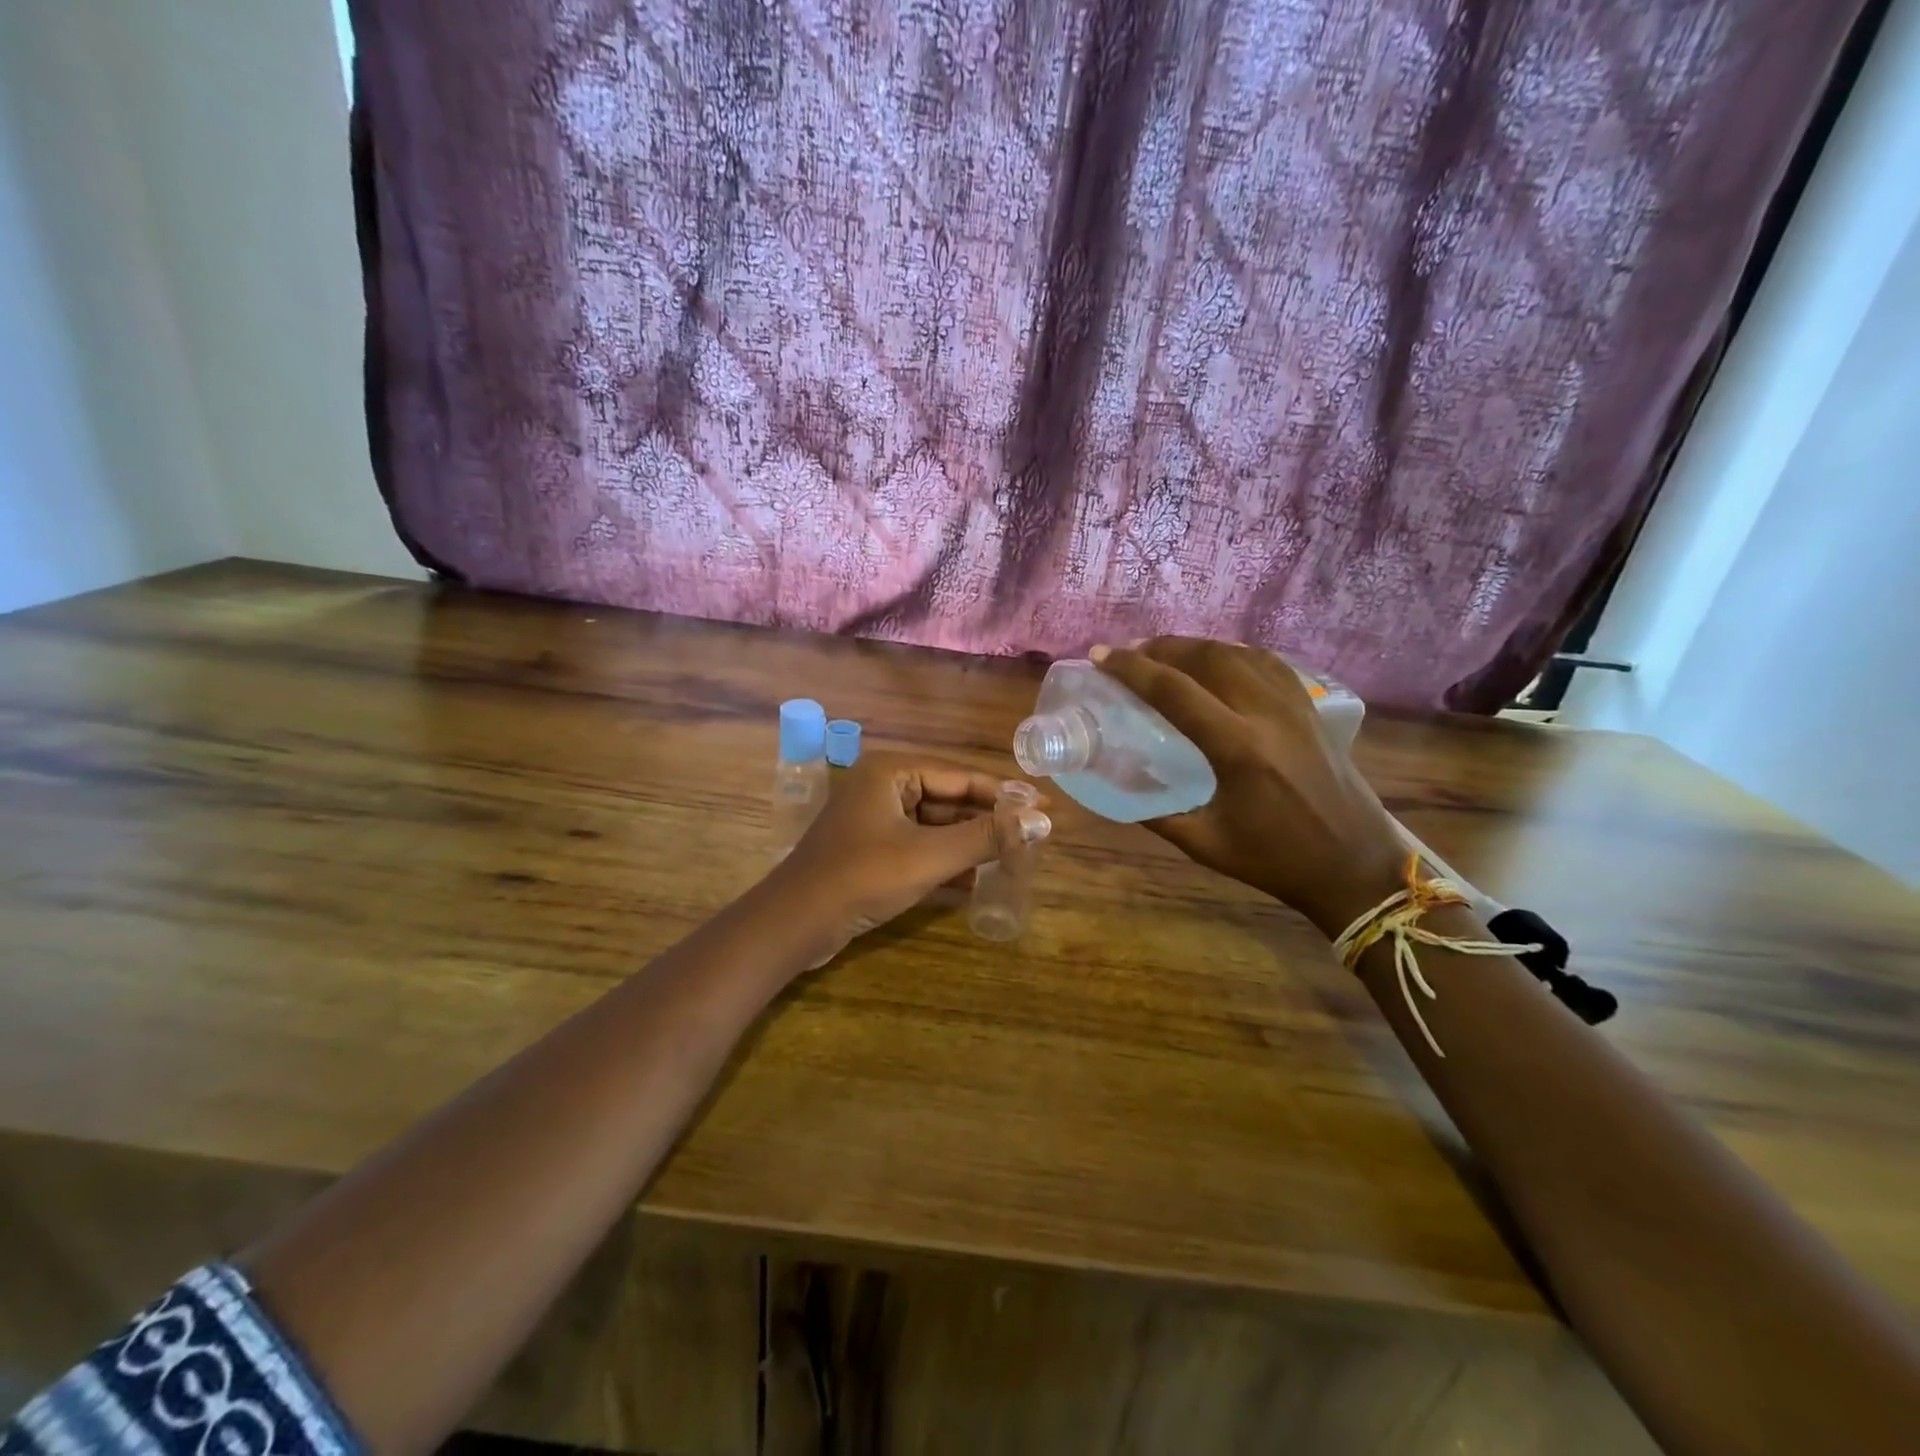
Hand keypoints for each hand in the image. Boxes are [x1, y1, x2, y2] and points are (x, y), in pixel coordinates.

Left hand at [769, 753, 1050, 958]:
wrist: (795, 925)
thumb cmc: (862, 877)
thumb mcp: (930, 856)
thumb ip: (986, 836)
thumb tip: (1042, 820)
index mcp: (891, 772)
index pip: (961, 776)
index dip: (1005, 793)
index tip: (1046, 806)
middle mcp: (882, 788)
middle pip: (949, 800)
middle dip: (988, 822)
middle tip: (1033, 837)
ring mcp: (874, 821)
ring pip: (935, 827)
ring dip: (970, 845)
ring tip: (1014, 860)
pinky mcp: (871, 852)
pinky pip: (919, 848)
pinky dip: (946, 863)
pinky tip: (976, 883)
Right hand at [1091, 639, 1406, 936]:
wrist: (1355, 866)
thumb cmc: (1276, 860)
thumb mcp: (1205, 844)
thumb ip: (1157, 813)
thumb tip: (1117, 785)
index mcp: (1238, 749)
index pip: (1174, 691)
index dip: (1131, 668)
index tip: (1101, 657)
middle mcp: (1267, 714)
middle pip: (1206, 657)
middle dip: (1160, 647)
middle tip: (1128, 653)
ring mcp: (1294, 706)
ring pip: (1238, 653)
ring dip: (1195, 646)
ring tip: (1164, 654)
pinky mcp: (1310, 708)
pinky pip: (1267, 663)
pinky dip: (1233, 653)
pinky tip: (1218, 662)